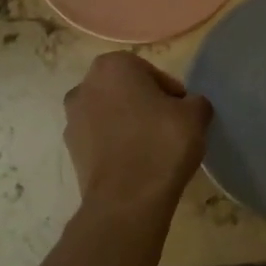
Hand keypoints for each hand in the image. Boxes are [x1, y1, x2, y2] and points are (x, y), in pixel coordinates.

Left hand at [63, 52, 212, 216]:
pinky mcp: (70, 151)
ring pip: (110, 115)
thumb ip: (195, 102)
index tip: (182, 113)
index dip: (171, 93)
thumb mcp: (195, 115)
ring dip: (128, 126)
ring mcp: (72, 120)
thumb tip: (189, 107)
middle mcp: (84, 86)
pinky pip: (101, 140)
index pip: (150, 72)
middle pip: (126, 91)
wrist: (127, 200)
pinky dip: (116, 146)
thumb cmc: (161, 143)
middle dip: (145, 105)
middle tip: (169, 128)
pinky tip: (136, 165)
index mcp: (112, 66)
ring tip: (153, 149)